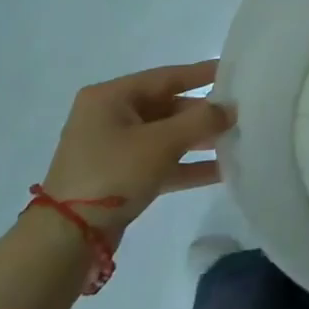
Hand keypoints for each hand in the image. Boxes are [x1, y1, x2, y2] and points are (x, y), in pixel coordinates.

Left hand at [38, 61, 233, 234]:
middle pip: (167, 106)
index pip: (166, 76)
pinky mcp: (120, 177)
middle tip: (241, 113)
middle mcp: (110, 116)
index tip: (234, 70)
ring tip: (236, 140)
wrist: (67, 239)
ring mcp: (114, 149)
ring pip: (166, 136)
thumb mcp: (161, 142)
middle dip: (203, 113)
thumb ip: (201, 121)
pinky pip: (161, 162)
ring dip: (199, 140)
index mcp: (111, 97)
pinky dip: (186, 165)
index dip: (202, 74)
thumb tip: (231, 109)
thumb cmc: (113, 173)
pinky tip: (221, 171)